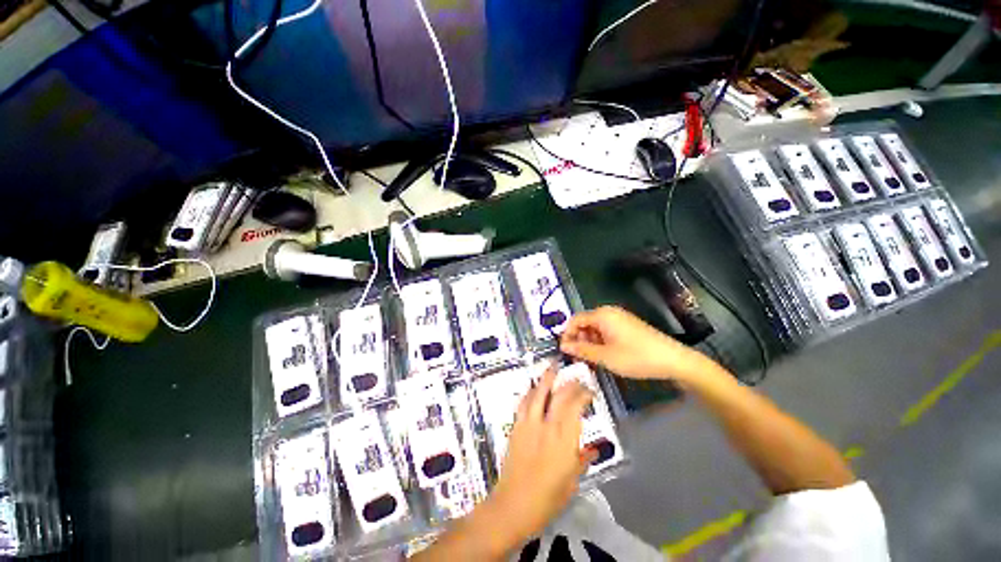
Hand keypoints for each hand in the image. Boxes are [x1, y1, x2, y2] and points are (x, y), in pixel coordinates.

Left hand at [488, 367, 596, 545]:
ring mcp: (529, 424)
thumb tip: (594, 450)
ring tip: (553, 366)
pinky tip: (534, 387)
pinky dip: (531, 392)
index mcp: (564, 440)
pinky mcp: (516, 426)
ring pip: (538, 393)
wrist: (514, 505)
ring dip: (546, 378)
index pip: (575, 407)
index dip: (583, 394)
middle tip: (576, 378)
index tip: (590, 391)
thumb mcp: (572, 481)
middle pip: (559, 396)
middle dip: (569, 384)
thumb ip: (582, 460)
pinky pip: (524, 403)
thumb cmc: (547, 498)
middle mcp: (547, 426)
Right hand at [560, 305, 708, 380]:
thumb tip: (563, 346)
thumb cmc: (636, 357)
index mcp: (602, 315)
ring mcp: (619, 318)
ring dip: (589, 342)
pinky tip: (603, 355)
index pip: (575, 320)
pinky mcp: (627, 326)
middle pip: (585, 323)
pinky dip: (600, 342)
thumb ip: (581, 350)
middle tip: (577, 358)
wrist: (672, 360)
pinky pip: (606, 330)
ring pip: (595, 328)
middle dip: (578, 339)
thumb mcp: (605, 356)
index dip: (567, 334)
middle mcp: (609, 312)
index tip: (564, 350)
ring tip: (590, 359)